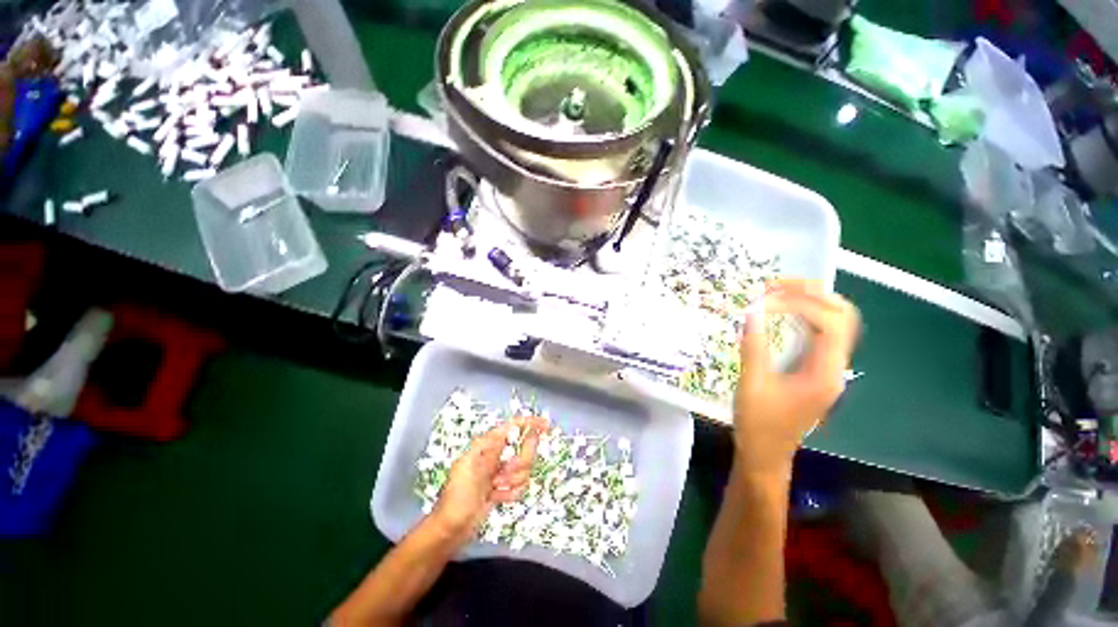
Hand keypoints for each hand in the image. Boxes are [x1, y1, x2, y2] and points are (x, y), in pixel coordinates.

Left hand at [431, 415, 548, 544]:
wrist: (451, 530)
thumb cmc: (458, 497)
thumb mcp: (472, 469)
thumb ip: (493, 448)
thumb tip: (511, 427)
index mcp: (486, 446)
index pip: (512, 427)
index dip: (530, 424)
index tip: (546, 426)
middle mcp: (496, 455)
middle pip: (523, 450)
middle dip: (519, 465)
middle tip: (502, 477)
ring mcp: (500, 471)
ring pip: (524, 469)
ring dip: (513, 482)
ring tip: (495, 490)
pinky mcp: (504, 487)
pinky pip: (520, 485)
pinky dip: (512, 493)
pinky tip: (497, 498)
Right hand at [733, 279, 859, 477]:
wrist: (765, 455)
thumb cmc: (759, 425)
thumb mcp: (752, 385)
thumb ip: (754, 347)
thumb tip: (752, 312)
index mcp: (824, 374)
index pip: (829, 323)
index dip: (800, 304)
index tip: (764, 301)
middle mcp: (834, 368)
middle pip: (843, 316)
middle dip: (813, 294)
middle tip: (776, 285)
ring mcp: (828, 369)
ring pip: (835, 322)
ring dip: (810, 302)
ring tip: (777, 292)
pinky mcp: (816, 370)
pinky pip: (819, 333)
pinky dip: (803, 316)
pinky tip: (780, 313)